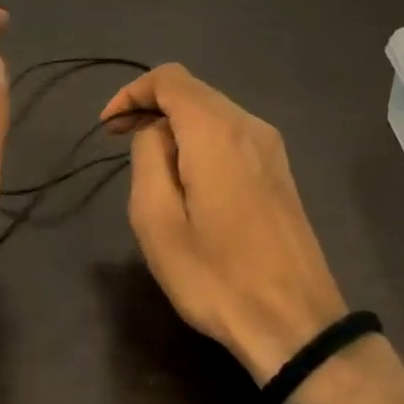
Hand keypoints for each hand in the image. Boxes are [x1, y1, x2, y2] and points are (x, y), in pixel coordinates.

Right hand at [102, 65, 346, 383]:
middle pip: (193, 91)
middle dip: (151, 106)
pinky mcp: (280, 171)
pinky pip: (231, 135)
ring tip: (148, 163)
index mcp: (217, 132)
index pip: (169, 78)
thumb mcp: (157, 220)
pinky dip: (200, 140)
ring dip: (175, 125)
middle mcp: (249, 126)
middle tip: (119, 141)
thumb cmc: (215, 276)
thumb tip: (155, 132)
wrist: (295, 324)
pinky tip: (187, 177)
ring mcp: (271, 148)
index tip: (108, 127)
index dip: (132, 92)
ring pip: (213, 112)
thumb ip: (148, 157)